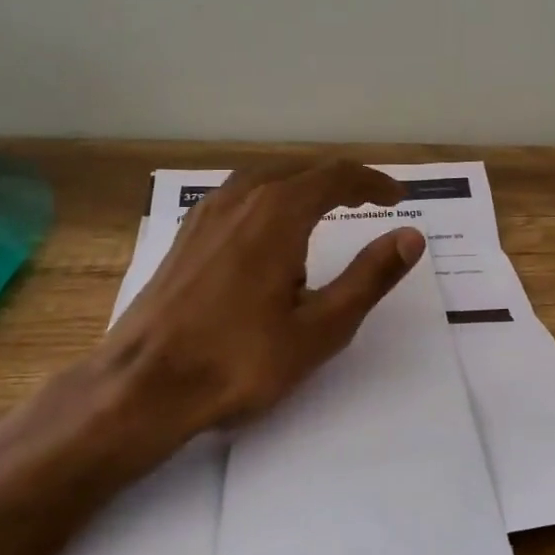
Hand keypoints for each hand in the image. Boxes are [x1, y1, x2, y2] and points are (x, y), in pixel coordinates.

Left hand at [97, 159, 425, 441]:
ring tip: (329, 209)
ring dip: (304, 186)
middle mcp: (241, 198)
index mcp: (278, 212)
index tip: (398, 198)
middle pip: (302, 170)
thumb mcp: (320, 327)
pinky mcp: (187, 233)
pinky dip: (271, 197)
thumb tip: (411, 237)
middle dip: (341, 182)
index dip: (373, 182)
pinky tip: (271, 228)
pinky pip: (240, 195)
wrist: (144, 385)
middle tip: (371, 202)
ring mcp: (207, 212)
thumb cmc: (240, 361)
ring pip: (267, 178)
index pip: (337, 176)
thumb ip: (369, 277)